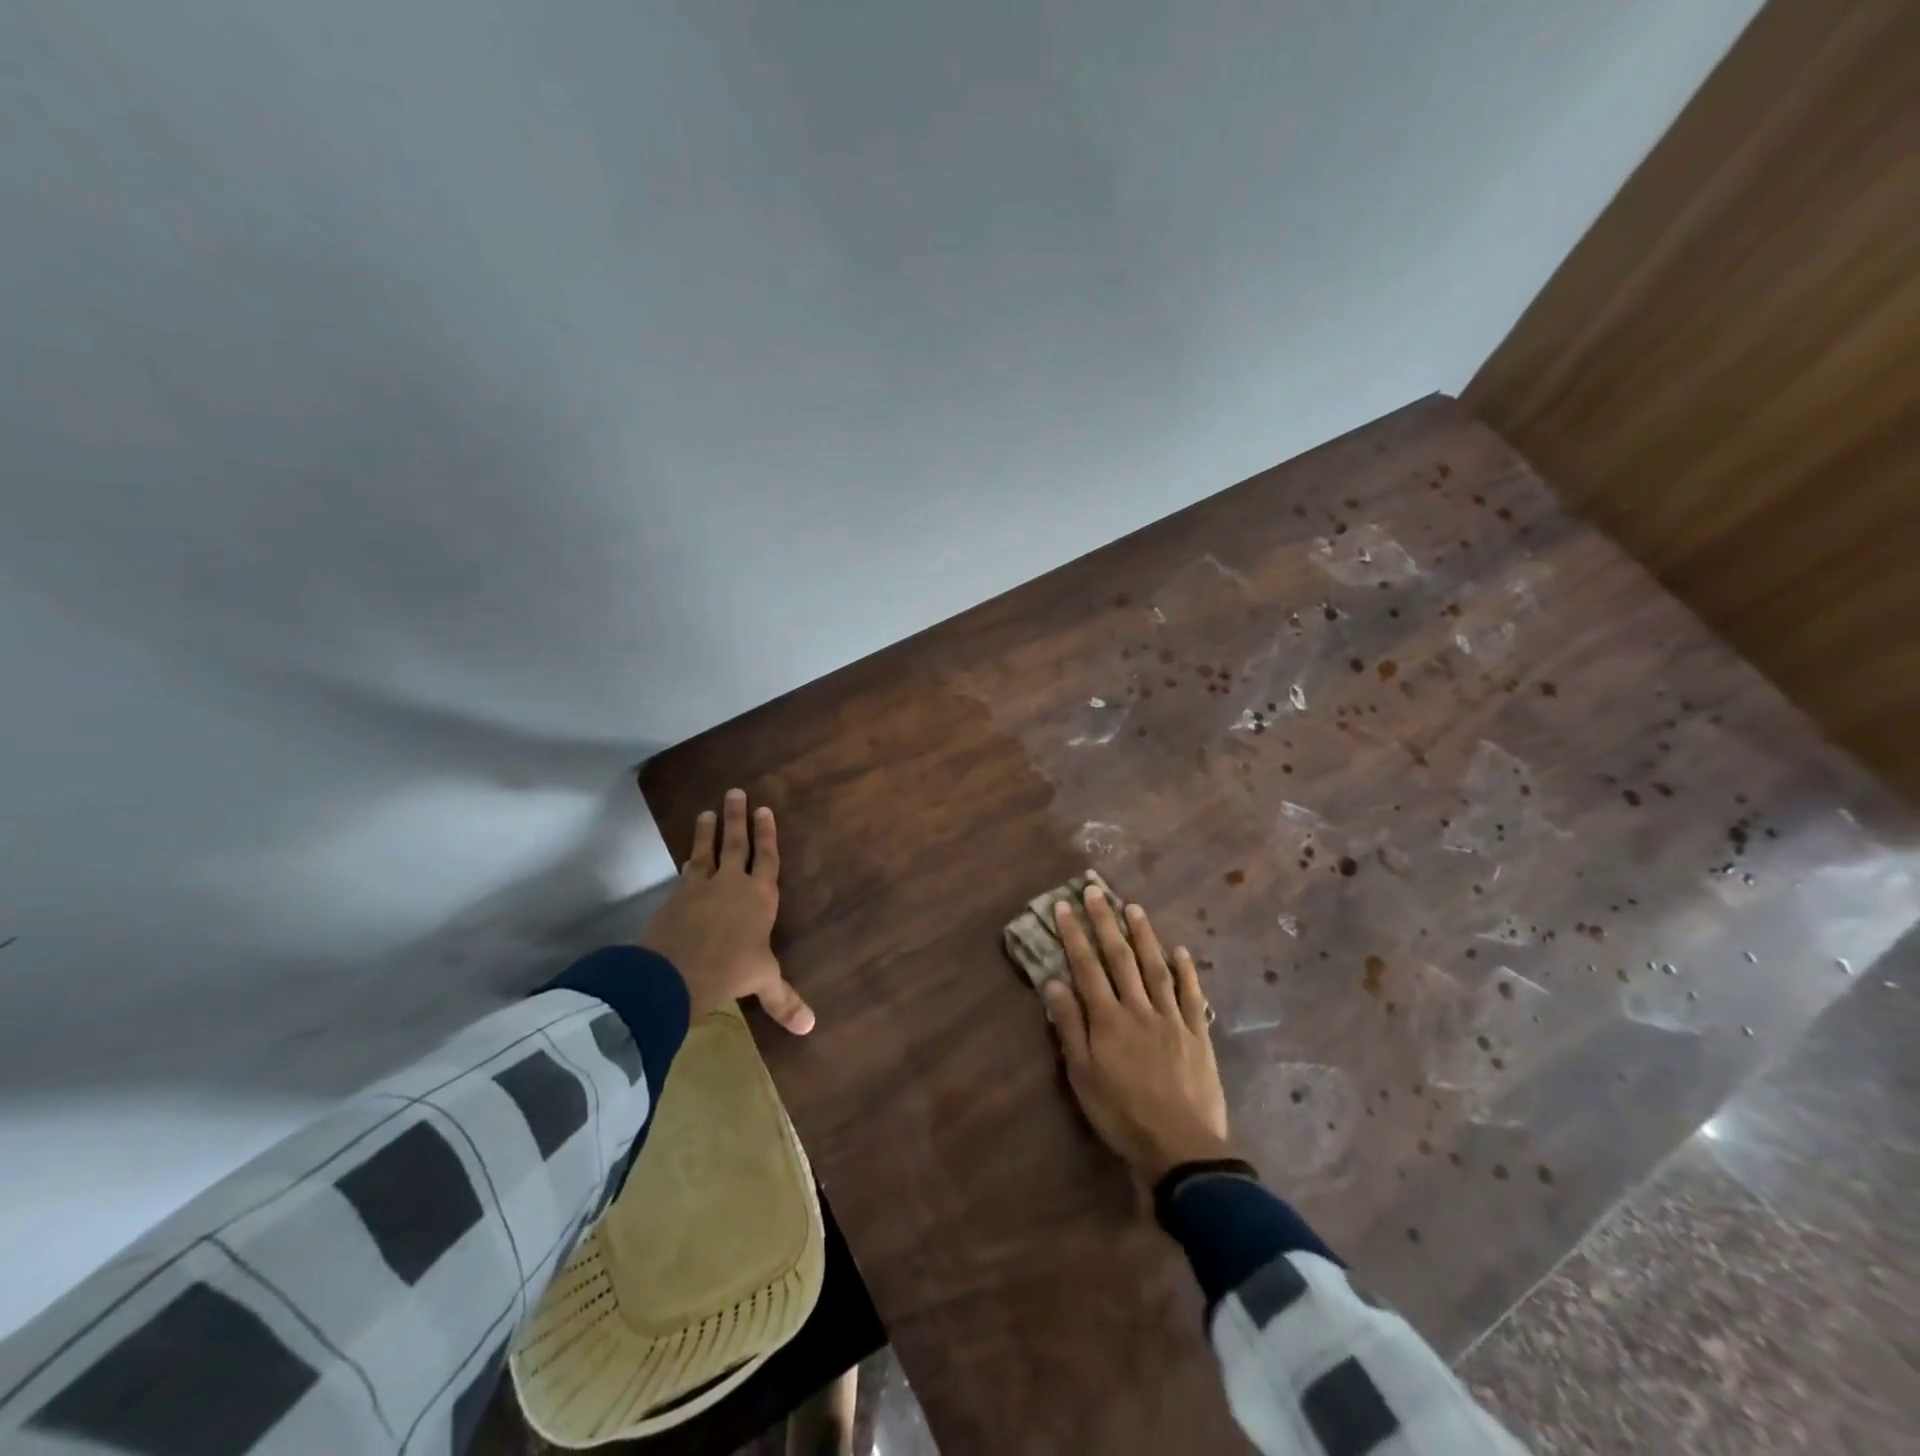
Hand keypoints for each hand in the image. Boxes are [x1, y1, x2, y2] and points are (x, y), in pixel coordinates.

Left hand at [637, 789, 814, 1033]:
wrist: (676, 972)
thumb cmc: (731, 970)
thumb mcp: (761, 982)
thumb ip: (783, 999)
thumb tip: (810, 1027)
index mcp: (760, 897)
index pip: (767, 858)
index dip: (767, 834)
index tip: (764, 809)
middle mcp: (732, 884)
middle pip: (736, 844)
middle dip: (737, 818)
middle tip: (735, 792)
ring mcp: (701, 887)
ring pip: (707, 851)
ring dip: (707, 831)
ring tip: (705, 811)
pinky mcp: (675, 897)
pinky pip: (685, 873)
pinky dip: (688, 862)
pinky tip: (687, 858)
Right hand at [1042, 886, 1233, 1181]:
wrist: (1180, 1148)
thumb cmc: (1121, 1115)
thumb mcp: (1083, 1076)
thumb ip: (1069, 1027)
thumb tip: (1053, 982)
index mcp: (1108, 1020)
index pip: (1087, 967)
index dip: (1075, 934)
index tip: (1065, 906)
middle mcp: (1138, 1009)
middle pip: (1120, 958)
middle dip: (1105, 922)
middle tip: (1096, 891)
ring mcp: (1171, 1018)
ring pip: (1155, 967)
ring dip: (1144, 936)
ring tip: (1134, 907)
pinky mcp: (1197, 1034)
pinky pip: (1190, 995)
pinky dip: (1186, 971)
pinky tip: (1181, 951)